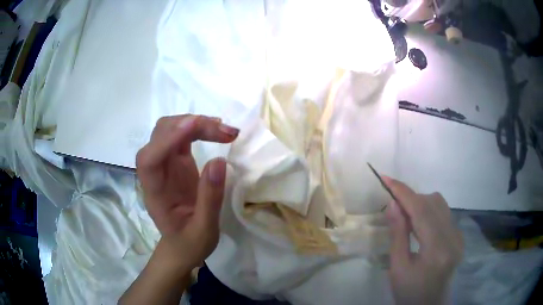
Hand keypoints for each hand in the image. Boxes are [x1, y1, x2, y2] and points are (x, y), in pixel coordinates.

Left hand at [136, 114, 238, 269]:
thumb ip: (209, 199)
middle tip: (224, 132)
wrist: (182, 245)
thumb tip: (219, 161)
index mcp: (155, 193)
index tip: (194, 125)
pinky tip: (217, 131)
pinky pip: (182, 135)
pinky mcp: (176, 161)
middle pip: (160, 135)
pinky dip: (199, 128)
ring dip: (196, 123)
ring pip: (171, 129)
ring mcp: (165, 164)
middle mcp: (155, 172)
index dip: (167, 139)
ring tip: (226, 131)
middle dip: (190, 125)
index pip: (150, 159)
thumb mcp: (204, 230)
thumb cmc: (190, 243)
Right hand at [383, 177, 462, 304]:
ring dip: (421, 203)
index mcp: (437, 250)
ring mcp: (458, 236)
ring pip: (440, 204)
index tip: (386, 178)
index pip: (422, 211)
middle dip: (411, 198)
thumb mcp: (398, 268)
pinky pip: (444, 213)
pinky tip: (420, 225)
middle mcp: (453, 238)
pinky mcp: (459, 237)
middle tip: (393, 207)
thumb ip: (397, 235)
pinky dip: (429, 211)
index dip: (403, 192)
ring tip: (406, 217)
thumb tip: (393, 204)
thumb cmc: (409, 292)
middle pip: (433, 202)